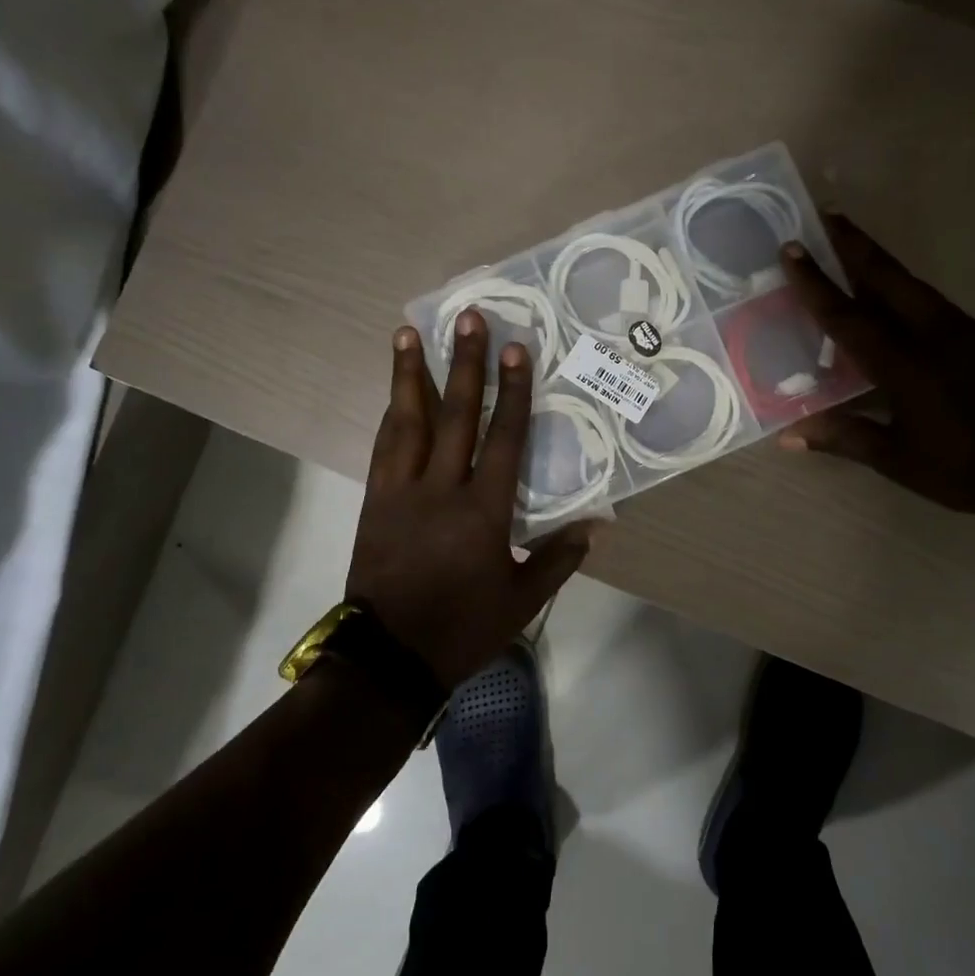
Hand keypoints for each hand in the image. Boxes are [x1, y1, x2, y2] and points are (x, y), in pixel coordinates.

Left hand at [346, 311, 593, 689]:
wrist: (391, 656)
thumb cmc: (464, 627)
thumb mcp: (522, 599)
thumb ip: (560, 558)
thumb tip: (598, 525)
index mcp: (483, 511)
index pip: (503, 438)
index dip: (512, 391)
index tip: (515, 349)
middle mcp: (442, 489)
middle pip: (456, 415)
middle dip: (464, 364)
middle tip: (467, 319)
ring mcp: (402, 492)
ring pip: (408, 422)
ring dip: (410, 375)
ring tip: (408, 333)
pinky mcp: (376, 501)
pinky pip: (384, 448)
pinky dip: (392, 416)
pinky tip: (394, 394)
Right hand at [778, 214, 974, 525]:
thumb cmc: (966, 469)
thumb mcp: (898, 460)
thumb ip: (844, 438)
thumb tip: (787, 436)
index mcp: (904, 364)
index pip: (848, 316)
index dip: (816, 283)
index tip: (792, 248)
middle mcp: (933, 335)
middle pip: (888, 278)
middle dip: (855, 245)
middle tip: (826, 217)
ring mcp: (965, 332)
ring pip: (914, 286)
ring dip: (881, 264)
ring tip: (854, 250)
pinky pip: (934, 304)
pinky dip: (906, 291)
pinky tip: (898, 301)